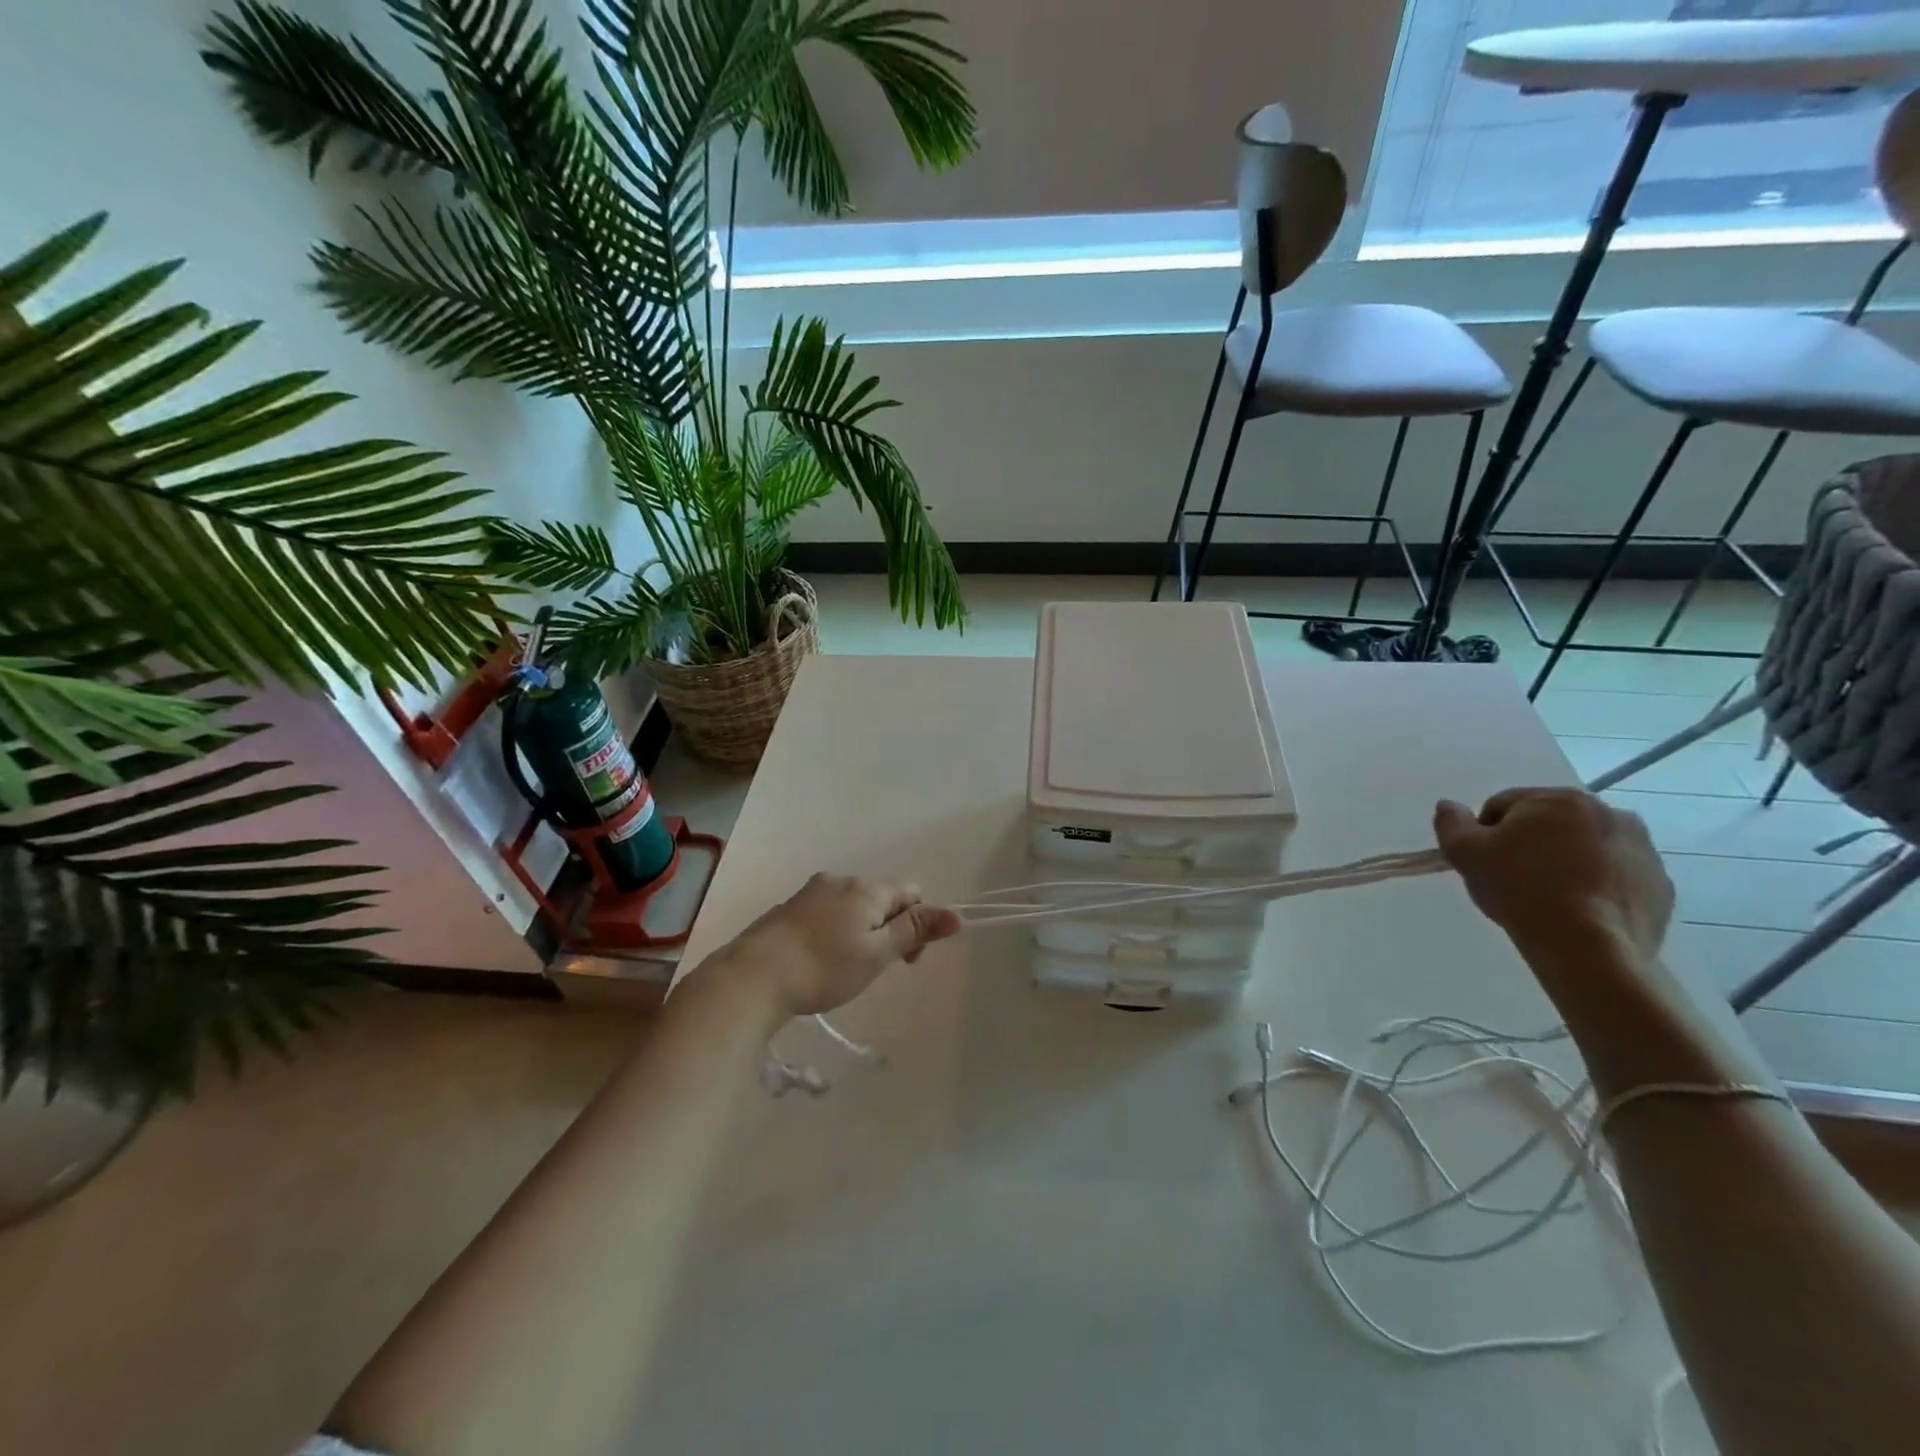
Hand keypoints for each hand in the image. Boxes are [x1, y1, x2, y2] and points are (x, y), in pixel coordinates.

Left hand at [701, 873, 961, 1020]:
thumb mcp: (878, 954)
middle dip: (888, 928)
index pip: (910, 892)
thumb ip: (916, 931)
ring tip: (843, 968)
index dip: (918, 923)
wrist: (753, 977)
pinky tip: (818, 961)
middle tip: (874, 968)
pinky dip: (833, 933)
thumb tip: (956, 914)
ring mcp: (810, 892)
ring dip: (860, 931)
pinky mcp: (788, 909)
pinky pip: (826, 914)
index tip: (905, 960)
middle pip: (881, 898)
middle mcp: (840, 880)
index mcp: (866, 888)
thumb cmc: (824, 968)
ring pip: (852, 906)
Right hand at [1433, 788, 1674, 963]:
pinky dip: (1595, 887)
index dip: (1484, 834)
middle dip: (1528, 846)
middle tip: (1513, 881)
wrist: (1589, 948)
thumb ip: (1451, 822)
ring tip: (1547, 899)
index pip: (1504, 806)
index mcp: (1559, 799)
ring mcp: (1642, 849)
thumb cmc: (1521, 889)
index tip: (1483, 863)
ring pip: (1584, 849)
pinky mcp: (1659, 884)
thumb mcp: (1465, 853)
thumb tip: (1449, 806)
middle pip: (1548, 825)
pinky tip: (1577, 911)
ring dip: (1564, 864)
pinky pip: (1614, 877)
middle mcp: (1608, 812)